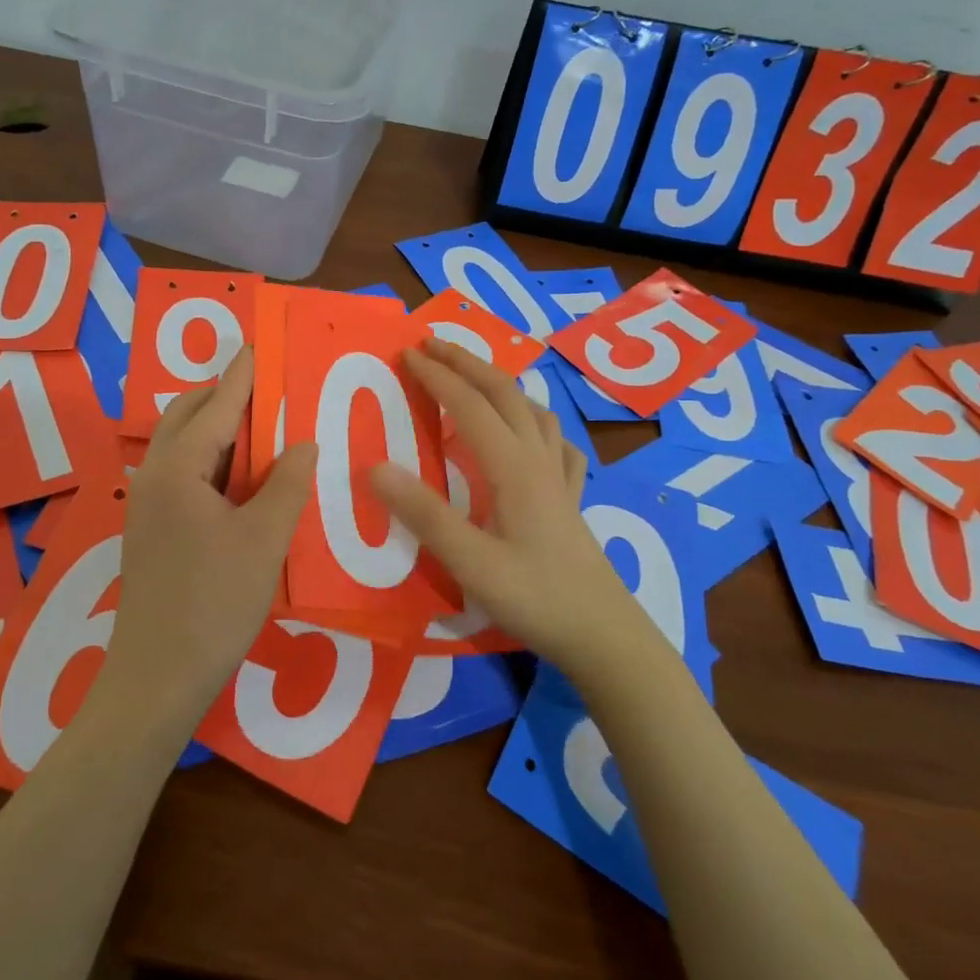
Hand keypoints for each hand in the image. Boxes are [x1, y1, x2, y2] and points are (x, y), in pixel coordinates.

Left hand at [106, 348, 315, 729]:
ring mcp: (147, 505)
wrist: (157, 679)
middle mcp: (153, 477)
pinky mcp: (151, 531)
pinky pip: (183, 475)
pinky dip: (212, 462)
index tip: (258, 345)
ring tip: (261, 428)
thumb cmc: (214, 603)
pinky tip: (242, 479)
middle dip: (222, 396)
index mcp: (177, 470)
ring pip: (182, 447)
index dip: (241, 376)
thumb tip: (305, 443)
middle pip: (186, 417)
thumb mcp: (263, 541)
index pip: (215, 406)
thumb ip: (287, 485)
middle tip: (267, 390)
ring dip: (217, 430)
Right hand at [369, 339, 646, 675]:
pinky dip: (535, 421)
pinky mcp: (570, 498)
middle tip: (432, 345)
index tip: (407, 354)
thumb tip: (375, 467)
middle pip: (504, 393)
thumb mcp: (471, 564)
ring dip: (499, 384)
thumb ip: (425, 516)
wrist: (604, 634)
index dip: (438, 376)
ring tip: (474, 380)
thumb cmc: (536, 599)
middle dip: (467, 362)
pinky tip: (531, 434)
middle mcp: (538, 460)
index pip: (470, 406)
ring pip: (532, 410)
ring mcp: (559, 477)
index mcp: (513, 468)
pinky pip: (554, 441)